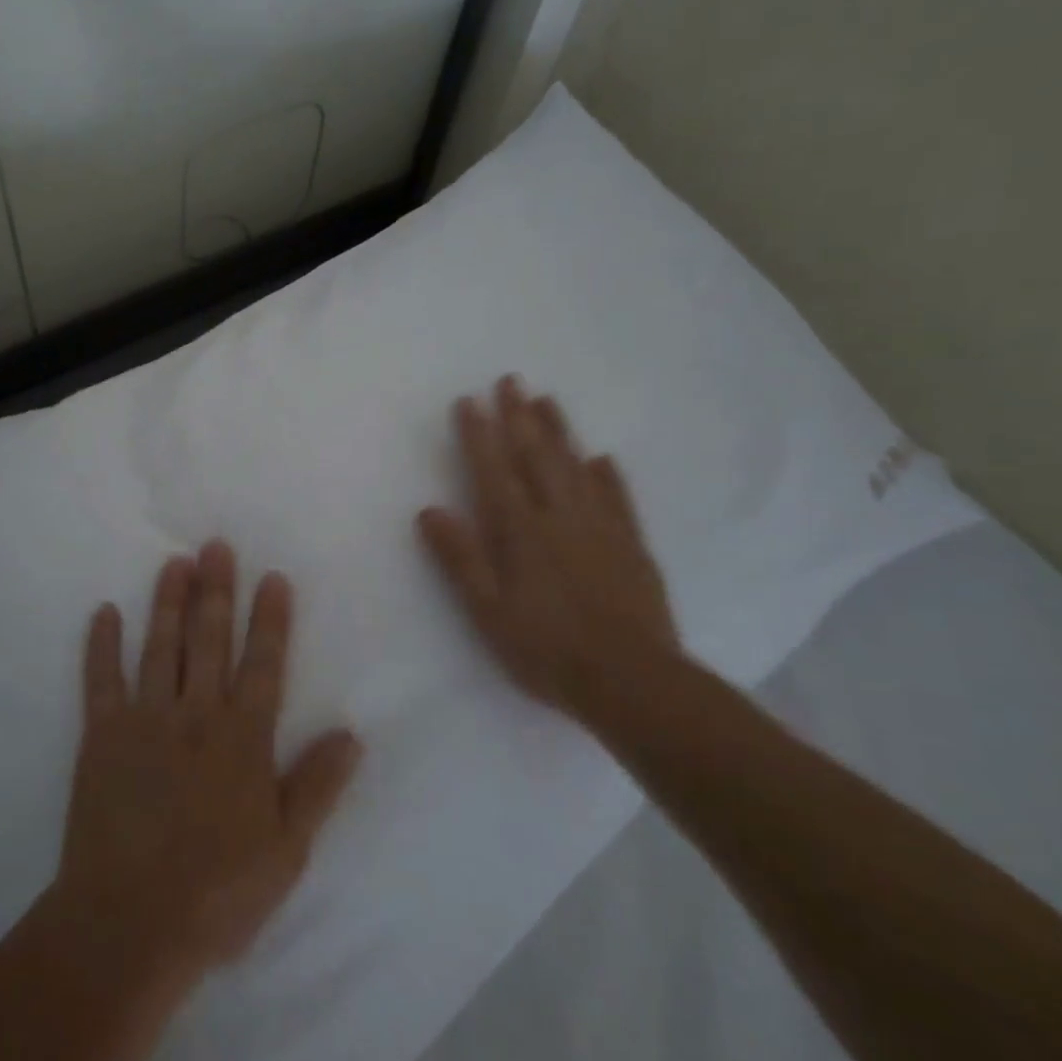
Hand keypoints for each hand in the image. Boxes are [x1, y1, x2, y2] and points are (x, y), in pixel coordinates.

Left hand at [53, 540, 361, 985]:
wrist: (128, 926)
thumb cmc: (216, 892)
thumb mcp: (286, 850)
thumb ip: (318, 786)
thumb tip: (351, 733)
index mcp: (242, 739)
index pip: (263, 665)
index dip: (270, 619)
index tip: (272, 577)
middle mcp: (196, 716)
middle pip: (210, 641)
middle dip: (216, 591)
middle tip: (217, 546)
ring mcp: (146, 721)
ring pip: (161, 647)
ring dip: (168, 602)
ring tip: (175, 561)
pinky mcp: (102, 736)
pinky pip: (101, 681)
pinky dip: (102, 645)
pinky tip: (105, 612)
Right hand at [418, 375, 680, 719]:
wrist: (632, 681)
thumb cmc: (547, 649)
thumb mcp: (488, 611)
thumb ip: (460, 558)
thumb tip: (429, 510)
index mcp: (521, 531)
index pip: (494, 470)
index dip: (478, 434)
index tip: (469, 400)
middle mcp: (560, 516)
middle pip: (536, 456)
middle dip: (519, 416)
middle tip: (510, 380)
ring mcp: (600, 527)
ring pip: (576, 466)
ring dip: (559, 431)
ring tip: (546, 399)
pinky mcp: (631, 545)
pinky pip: (617, 497)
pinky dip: (607, 474)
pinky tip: (601, 458)